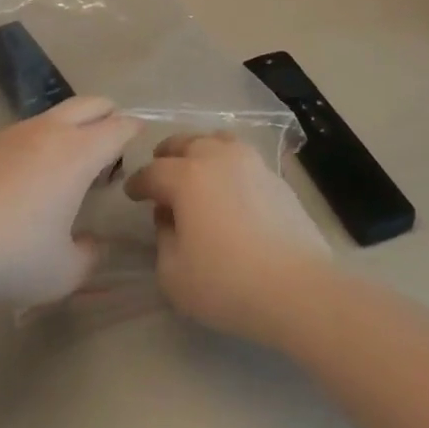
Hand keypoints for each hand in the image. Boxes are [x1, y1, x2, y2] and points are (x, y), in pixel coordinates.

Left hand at [0, 97, 139, 307]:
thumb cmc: (12, 256)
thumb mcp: (63, 272)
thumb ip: (88, 256)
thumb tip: (92, 243)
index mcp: (77, 154)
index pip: (116, 128)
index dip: (133, 129)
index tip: (142, 132)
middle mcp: (50, 132)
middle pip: (89, 104)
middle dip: (108, 112)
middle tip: (115, 131)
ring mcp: (15, 134)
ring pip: (56, 113)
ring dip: (74, 123)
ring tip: (76, 153)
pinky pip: (29, 129)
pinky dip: (45, 138)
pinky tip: (35, 170)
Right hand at [125, 133, 331, 343]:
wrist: (297, 286)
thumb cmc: (227, 283)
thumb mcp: (174, 274)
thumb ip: (163, 239)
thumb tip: (170, 218)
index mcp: (186, 176)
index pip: (152, 172)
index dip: (138, 183)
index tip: (131, 193)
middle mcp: (216, 157)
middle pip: (184, 143)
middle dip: (166, 156)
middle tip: (160, 173)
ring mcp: (249, 161)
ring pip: (216, 141)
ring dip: (199, 151)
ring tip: (196, 170)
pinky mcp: (274, 175)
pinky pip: (241, 157)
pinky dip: (227, 163)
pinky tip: (228, 186)